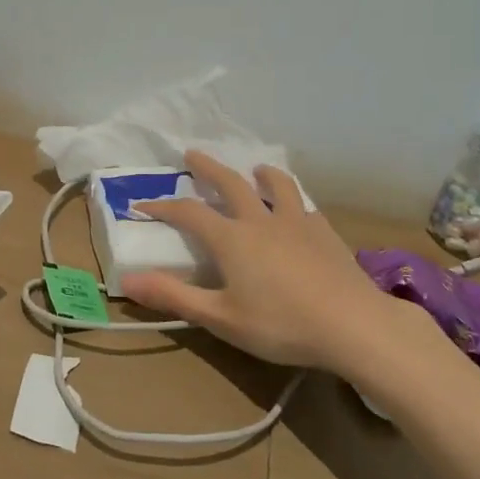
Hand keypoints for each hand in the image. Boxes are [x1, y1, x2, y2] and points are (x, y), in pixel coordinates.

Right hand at [123, 150, 397, 375]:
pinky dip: (293, 200)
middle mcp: (260, 220)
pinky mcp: (325, 232)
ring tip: (256, 169)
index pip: (188, 213)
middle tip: (193, 153)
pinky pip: (304, 205)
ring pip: (276, 185)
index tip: (143, 203)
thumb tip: (128, 280)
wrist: (351, 324)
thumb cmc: (280, 324)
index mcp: (231, 239)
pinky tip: (298, 210)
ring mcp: (296, 222)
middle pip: (230, 183)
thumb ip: (173, 296)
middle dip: (208, 167)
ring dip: (260, 173)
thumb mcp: (220, 317)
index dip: (163, 206)